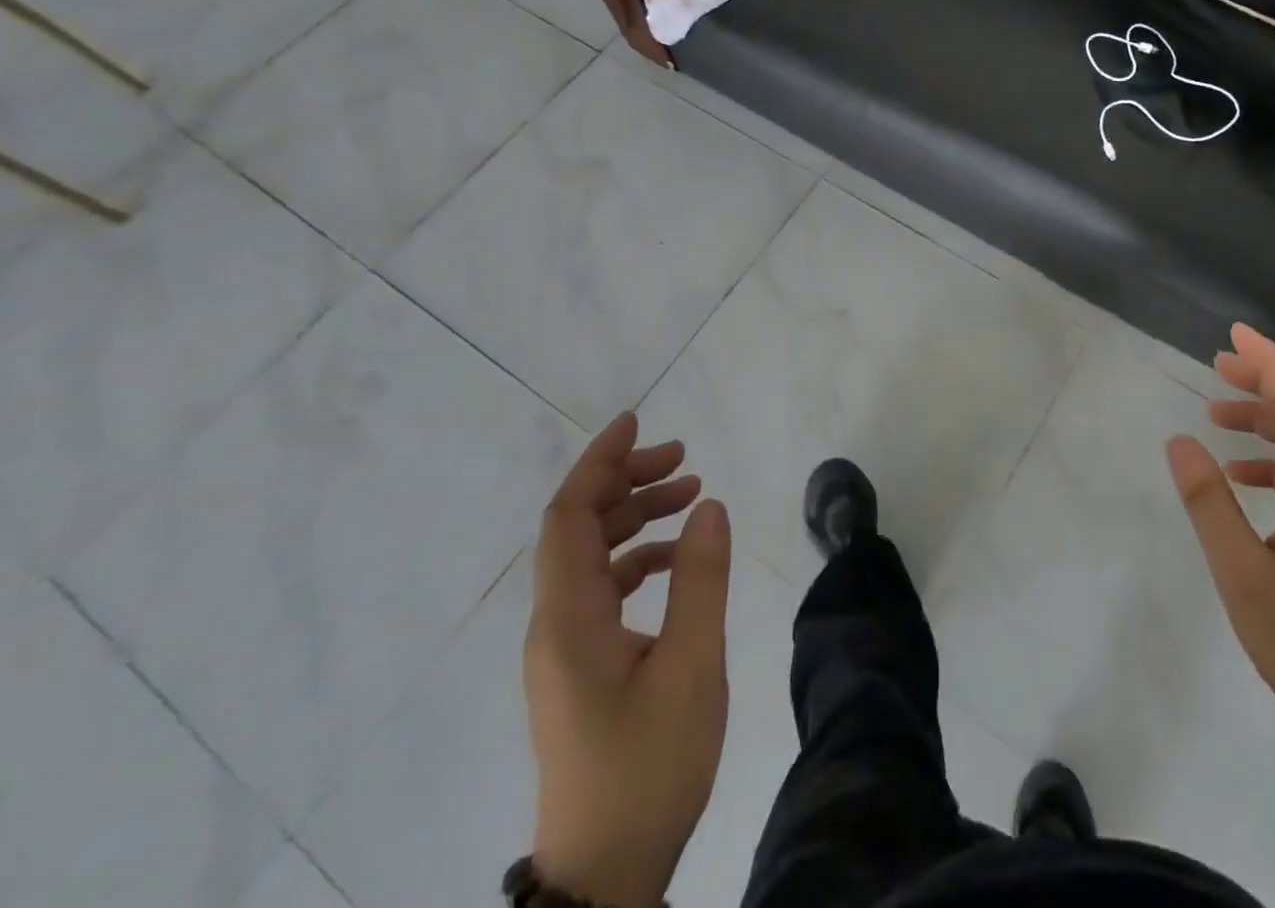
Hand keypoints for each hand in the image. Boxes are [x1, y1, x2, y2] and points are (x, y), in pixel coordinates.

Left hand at [525, 412, 731, 907]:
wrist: (604, 875)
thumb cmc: (647, 766)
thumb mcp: (690, 666)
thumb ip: (700, 580)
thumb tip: (710, 505)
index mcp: (569, 619)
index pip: (569, 516)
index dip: (598, 462)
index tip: (636, 421)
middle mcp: (555, 625)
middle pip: (578, 528)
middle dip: (627, 481)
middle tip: (684, 459)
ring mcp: (564, 650)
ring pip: (591, 557)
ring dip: (635, 518)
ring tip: (691, 496)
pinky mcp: (580, 669)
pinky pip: (602, 590)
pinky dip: (637, 558)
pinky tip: (677, 560)